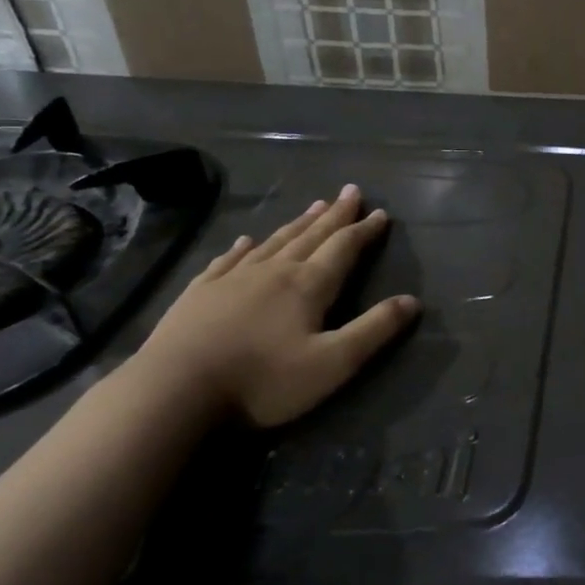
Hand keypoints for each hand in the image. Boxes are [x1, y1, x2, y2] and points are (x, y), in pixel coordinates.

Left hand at [133, 185, 420, 427]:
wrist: (172, 393)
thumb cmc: (262, 381)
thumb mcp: (333, 363)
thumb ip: (375, 329)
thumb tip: (413, 301)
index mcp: (309, 285)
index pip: (344, 247)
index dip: (365, 230)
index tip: (381, 213)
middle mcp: (275, 270)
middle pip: (312, 235)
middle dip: (335, 214)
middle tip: (350, 191)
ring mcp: (233, 278)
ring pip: (275, 241)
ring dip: (298, 223)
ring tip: (314, 205)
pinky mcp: (200, 293)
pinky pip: (228, 259)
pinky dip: (244, 246)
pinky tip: (247, 240)